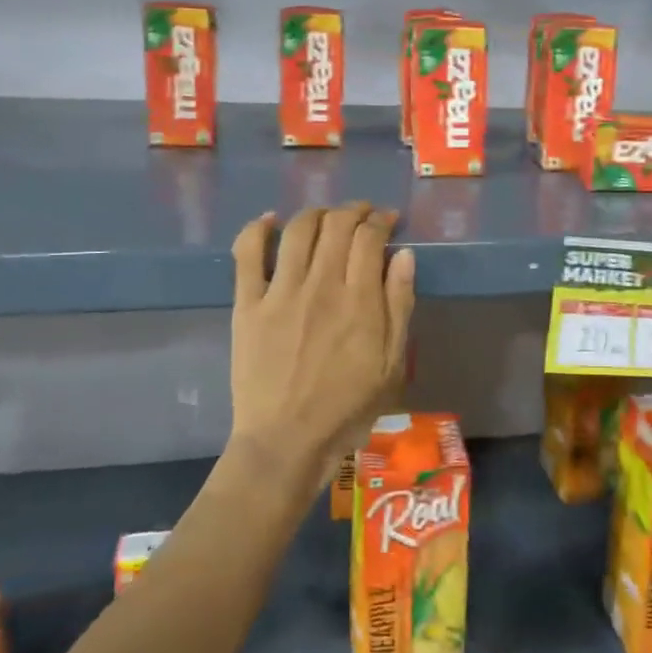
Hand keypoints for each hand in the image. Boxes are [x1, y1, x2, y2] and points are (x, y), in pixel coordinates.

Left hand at [229, 203, 416, 497]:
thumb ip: (399, 305)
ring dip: (317, 212)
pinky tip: (270, 220)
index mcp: (359, 300)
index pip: (370, 237)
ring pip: (298, 230)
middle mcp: (320, 285)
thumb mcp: (391, 364)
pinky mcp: (247, 304)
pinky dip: (258, 229)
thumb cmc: (347, 408)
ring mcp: (280, 292)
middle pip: (336, 225)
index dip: (381, 220)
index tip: (387, 220)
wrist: (286, 441)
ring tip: (326, 217)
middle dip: (353, 211)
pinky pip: (248, 253)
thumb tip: (404, 255)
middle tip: (361, 215)